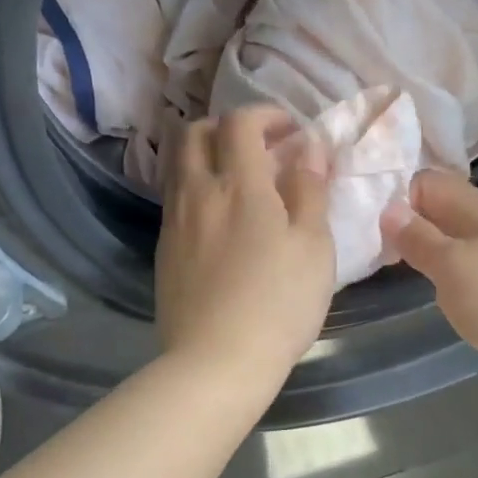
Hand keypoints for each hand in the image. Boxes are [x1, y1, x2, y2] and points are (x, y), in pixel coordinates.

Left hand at [156, 106, 335, 385]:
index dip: (266, 115)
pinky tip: (219, 217)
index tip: (291, 133)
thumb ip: (310, 190)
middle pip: (195, 133)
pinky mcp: (163, 250)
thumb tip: (308, 148)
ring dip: (206, 155)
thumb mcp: (314, 246)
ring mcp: (174, 221)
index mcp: (240, 185)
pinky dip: (196, 187)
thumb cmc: (279, 303)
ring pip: (179, 165)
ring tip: (238, 180)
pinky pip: (175, 198)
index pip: (241, 122)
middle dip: (227, 127)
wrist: (216, 361)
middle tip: (258, 147)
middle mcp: (198, 192)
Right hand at [382, 170, 477, 403]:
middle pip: (445, 209)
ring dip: (434, 253)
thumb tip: (388, 209)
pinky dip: (456, 275)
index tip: (374, 227)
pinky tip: (448, 296)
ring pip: (460, 240)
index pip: (430, 182)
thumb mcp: (450, 266)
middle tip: (381, 252)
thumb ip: (417, 237)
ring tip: (408, 274)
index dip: (400, 198)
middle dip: (413, 226)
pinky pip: (476, 266)